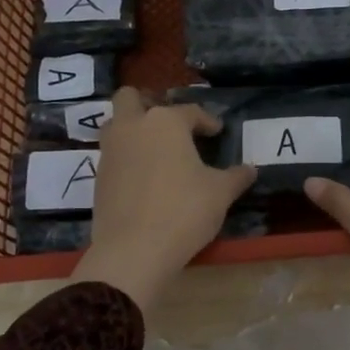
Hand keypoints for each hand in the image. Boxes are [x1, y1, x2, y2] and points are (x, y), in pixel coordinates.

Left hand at [77, 89, 255, 309]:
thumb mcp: (221, 193)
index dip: (207, 121)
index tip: (217, 132)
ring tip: (156, 149)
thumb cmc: (184, 211)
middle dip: (148, 103)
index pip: (190, 111)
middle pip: (131, 98)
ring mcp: (110, 151)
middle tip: (170, 124)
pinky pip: (113, 155)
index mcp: (166, 122)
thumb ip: (236, 176)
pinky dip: (128, 158)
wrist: (134, 250)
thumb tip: (250, 169)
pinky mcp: (98, 177)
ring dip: (133, 129)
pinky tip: (145, 178)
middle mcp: (133, 127)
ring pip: (116, 125)